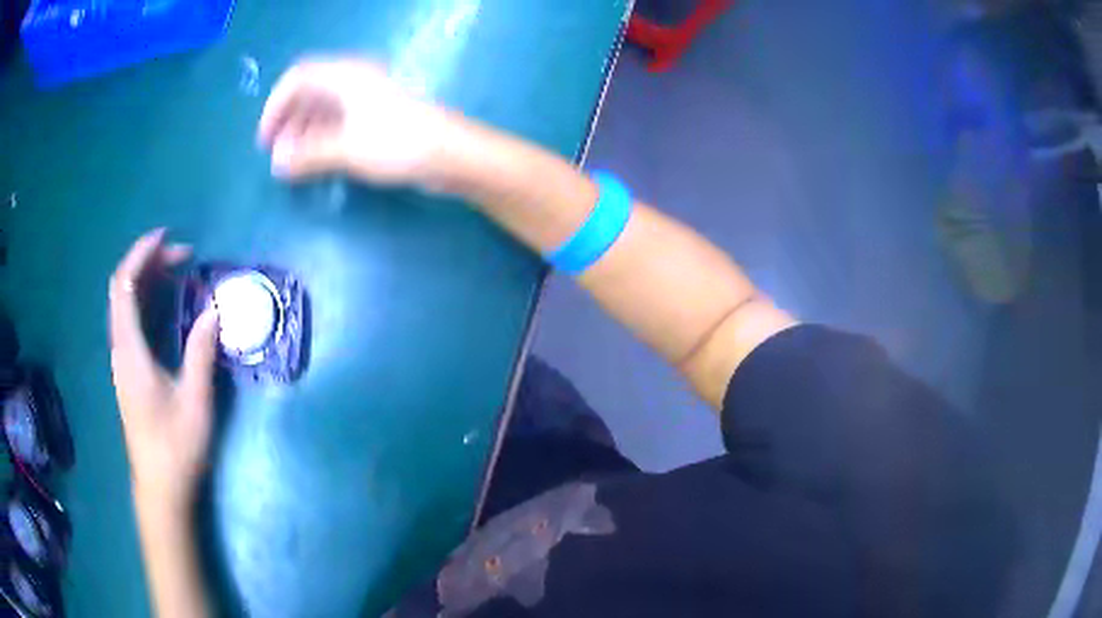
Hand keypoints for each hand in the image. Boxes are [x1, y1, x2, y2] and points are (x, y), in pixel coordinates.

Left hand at [109, 229, 220, 510]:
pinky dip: (149, 301)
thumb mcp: (194, 401)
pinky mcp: (130, 371)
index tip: (168, 238)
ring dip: (150, 280)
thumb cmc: (175, 448)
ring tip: (180, 273)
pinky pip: (133, 321)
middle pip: (123, 289)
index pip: (124, 286)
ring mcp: (123, 360)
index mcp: (130, 351)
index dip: (141, 254)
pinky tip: (170, 306)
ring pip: (126, 305)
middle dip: (150, 263)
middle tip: (184, 257)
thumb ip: (201, 352)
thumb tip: (214, 310)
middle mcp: (121, 349)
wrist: (161, 488)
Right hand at [258, 57, 452, 185]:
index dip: (276, 106)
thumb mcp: (346, 149)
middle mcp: (355, 80)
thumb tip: (277, 164)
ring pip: (324, 109)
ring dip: (303, 134)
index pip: (298, 77)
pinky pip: (340, 122)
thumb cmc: (398, 143)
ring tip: (291, 165)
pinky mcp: (379, 117)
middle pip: (309, 93)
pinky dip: (322, 139)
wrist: (452, 154)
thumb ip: (308, 156)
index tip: (265, 140)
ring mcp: (368, 99)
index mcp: (345, 75)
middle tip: (276, 157)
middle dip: (288, 123)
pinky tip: (315, 162)